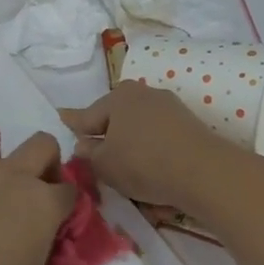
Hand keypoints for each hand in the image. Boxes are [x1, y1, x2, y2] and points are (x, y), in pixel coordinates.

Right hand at [61, 81, 240, 209]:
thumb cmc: (143, 163)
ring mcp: (168, 106)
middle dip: (104, 131)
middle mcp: (143, 93)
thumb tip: (85, 144)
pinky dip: (149, 146)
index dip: (73, 123)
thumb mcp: (104, 165)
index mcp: (118, 97)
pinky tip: (148, 163)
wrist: (203, 171)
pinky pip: (157, 134)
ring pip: (137, 124)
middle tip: (93, 151)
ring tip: (123, 162)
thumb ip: (89, 153)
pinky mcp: (187, 123)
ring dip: (128, 140)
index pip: (87, 115)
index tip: (61, 117)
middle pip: (114, 116)